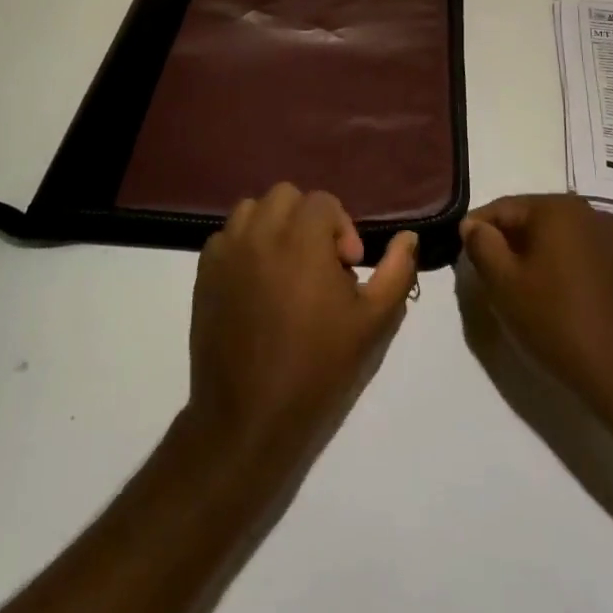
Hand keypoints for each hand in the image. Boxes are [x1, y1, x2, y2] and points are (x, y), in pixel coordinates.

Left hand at [187, 184, 418, 471]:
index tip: (347, 267)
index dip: (342, 228)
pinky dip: (244, 245)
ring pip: (251, 209)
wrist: (249, 416)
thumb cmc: (318, 367)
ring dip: (273, 226)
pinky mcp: (203, 273)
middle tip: (318, 263)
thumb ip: (396, 271)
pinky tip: (256, 283)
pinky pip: (225, 236)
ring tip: (286, 266)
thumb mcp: (372, 322)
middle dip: (307, 219)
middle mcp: (260, 233)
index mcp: (301, 239)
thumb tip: (408, 237)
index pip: (323, 201)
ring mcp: (226, 251)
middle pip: (286, 196)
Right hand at [460, 195, 612, 424]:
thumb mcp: (503, 282)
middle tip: (489, 281)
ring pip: (552, 237)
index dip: (476, 232)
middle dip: (505, 245)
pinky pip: (575, 252)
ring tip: (518, 293)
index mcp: (558, 207)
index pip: (501, 208)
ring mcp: (610, 237)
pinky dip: (555, 266)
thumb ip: (481, 244)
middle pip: (529, 219)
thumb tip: (474, 225)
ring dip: (530, 257)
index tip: (465, 262)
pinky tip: (550, 298)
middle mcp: (588, 211)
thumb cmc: (556, 321)